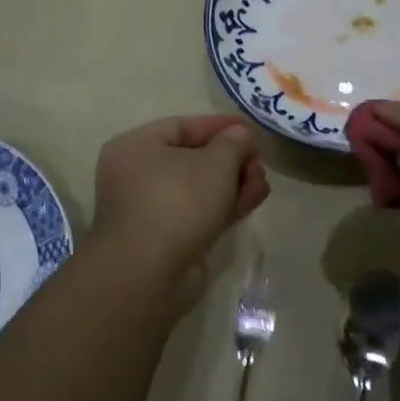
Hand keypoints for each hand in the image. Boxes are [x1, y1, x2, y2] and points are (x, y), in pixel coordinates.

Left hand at [89, 116, 269, 300]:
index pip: (183, 127)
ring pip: (198, 188)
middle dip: (231, 160)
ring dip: (233, 183)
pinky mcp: (166, 239)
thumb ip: (233, 143)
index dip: (220, 127)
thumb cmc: (177, 202)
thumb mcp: (215, 163)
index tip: (251, 130)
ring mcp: (151, 210)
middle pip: (192, 159)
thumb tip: (240, 135)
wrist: (149, 274)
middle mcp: (137, 175)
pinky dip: (225, 204)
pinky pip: (198, 212)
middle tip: (259, 161)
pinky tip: (254, 198)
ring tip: (263, 181)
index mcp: (136, 147)